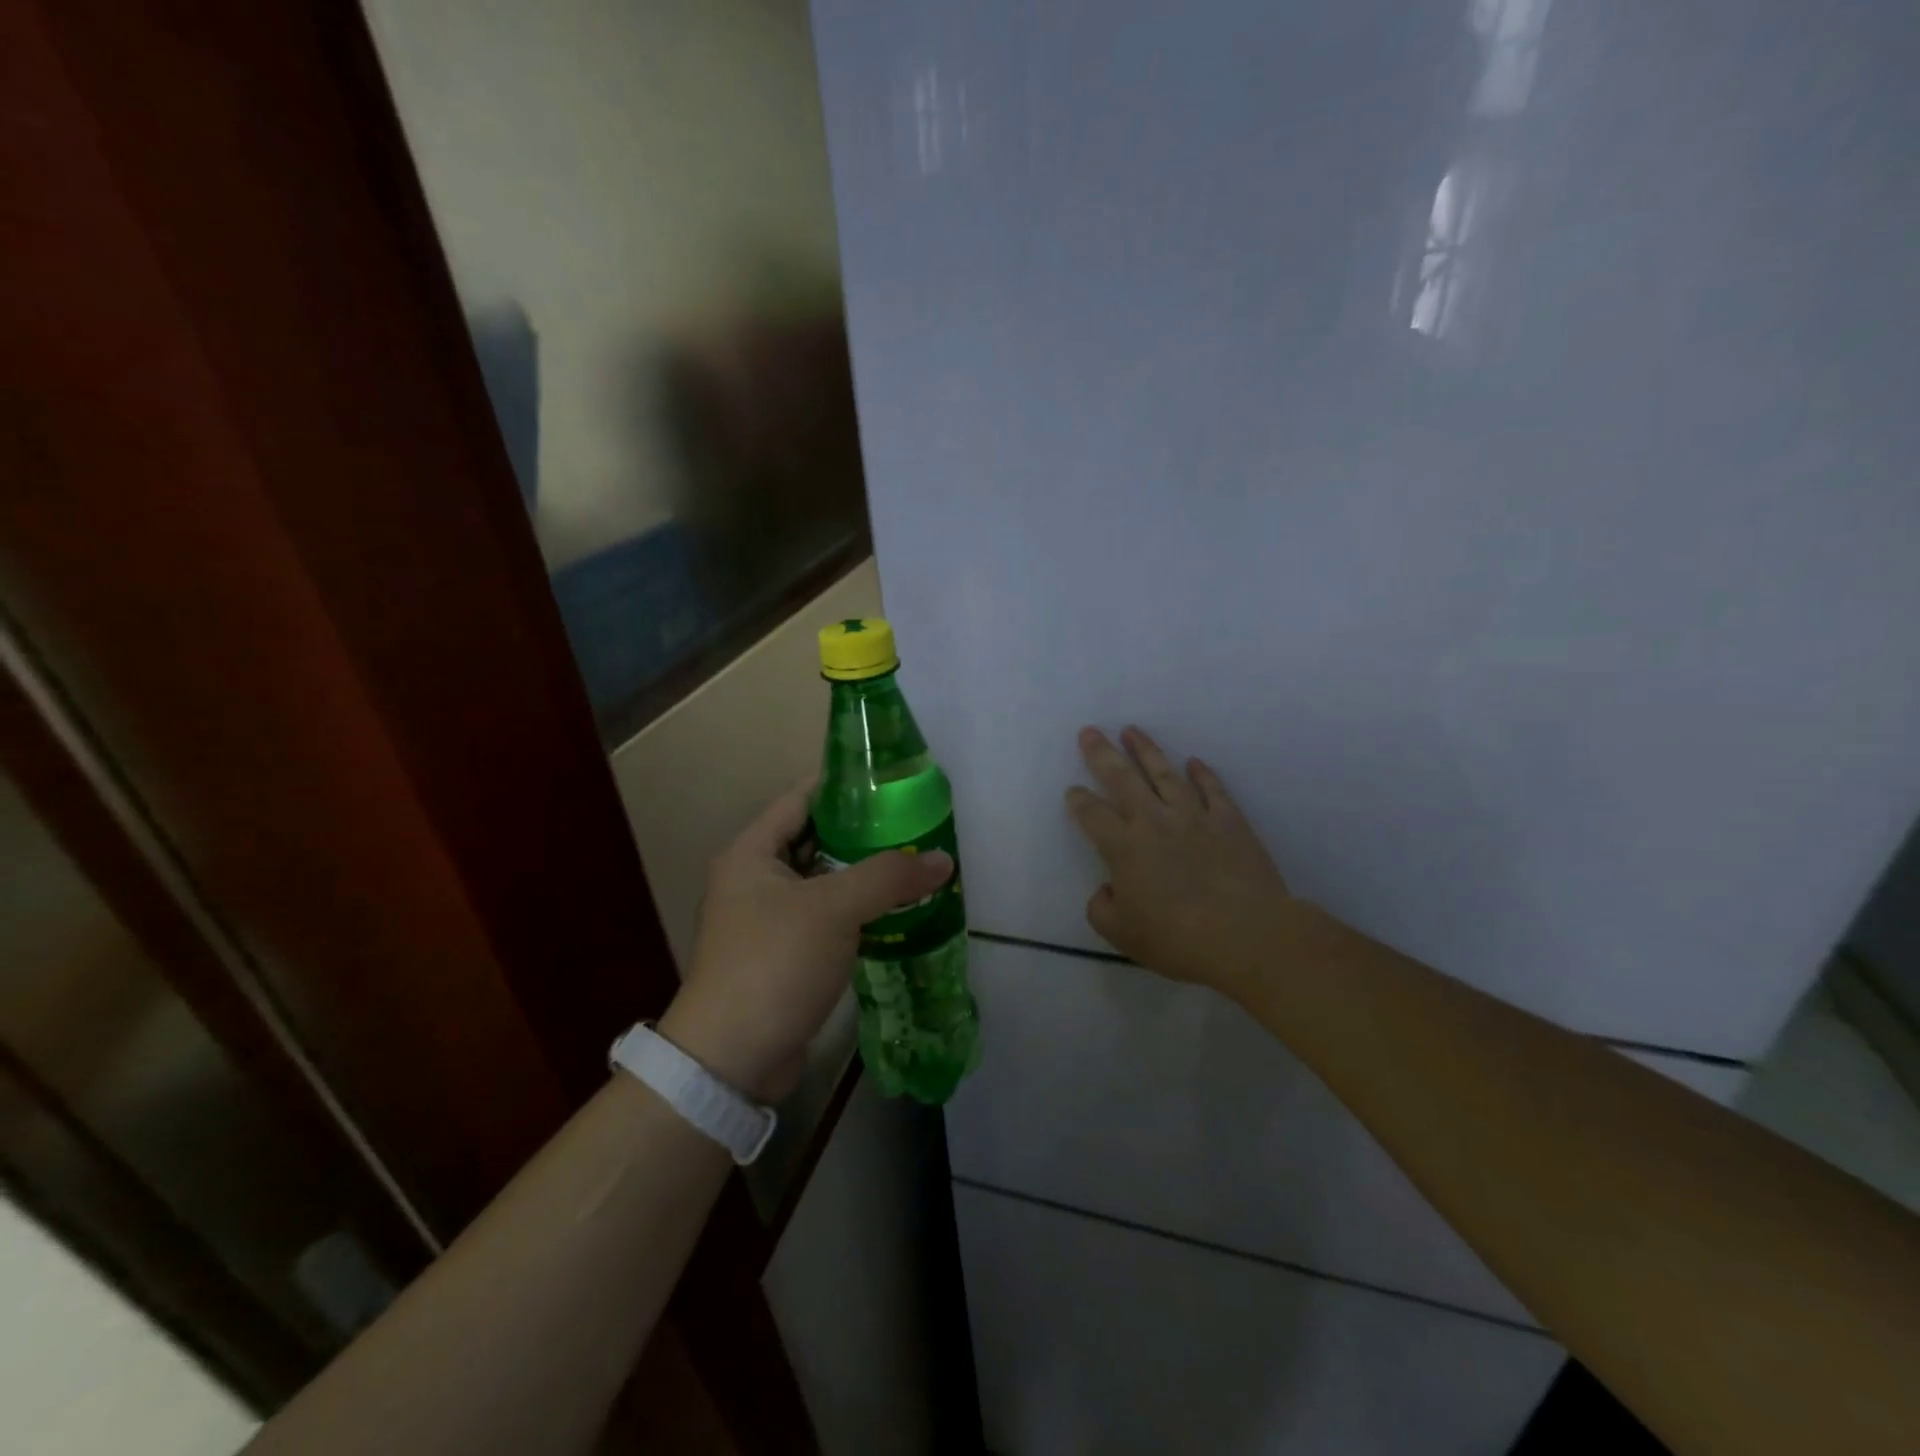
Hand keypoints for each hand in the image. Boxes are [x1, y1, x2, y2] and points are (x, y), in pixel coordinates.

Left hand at [660, 780, 953, 1101]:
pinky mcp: (784, 955)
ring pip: (825, 883)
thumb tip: (942, 859)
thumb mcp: (834, 909)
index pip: (802, 800)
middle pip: (817, 841)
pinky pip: (827, 919)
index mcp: (752, 854)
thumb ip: (889, 877)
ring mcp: (768, 920)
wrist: (732, 1059)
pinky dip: (858, 912)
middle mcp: (755, 880)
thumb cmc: (775, 963)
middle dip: (864, 834)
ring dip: (865, 877)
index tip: (891, 782)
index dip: (844, 787)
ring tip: (914, 864)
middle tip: (914, 826)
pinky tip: (897, 911)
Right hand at [1067, 726, 1294, 994]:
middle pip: (1123, 779)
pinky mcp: (1230, 822)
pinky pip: (1213, 790)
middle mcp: (1154, 822)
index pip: (1093, 815)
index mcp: (1123, 848)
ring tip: (1132, 730)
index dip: (1079, 800)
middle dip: (1103, 754)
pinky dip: (1203, 774)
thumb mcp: (1121, 935)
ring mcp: (1194, 817)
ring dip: (1147, 750)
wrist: (1245, 934)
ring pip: (1165, 774)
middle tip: (1090, 731)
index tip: (1072, 791)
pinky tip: (1194, 762)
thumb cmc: (1177, 938)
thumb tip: (1106, 889)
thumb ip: (1102, 908)